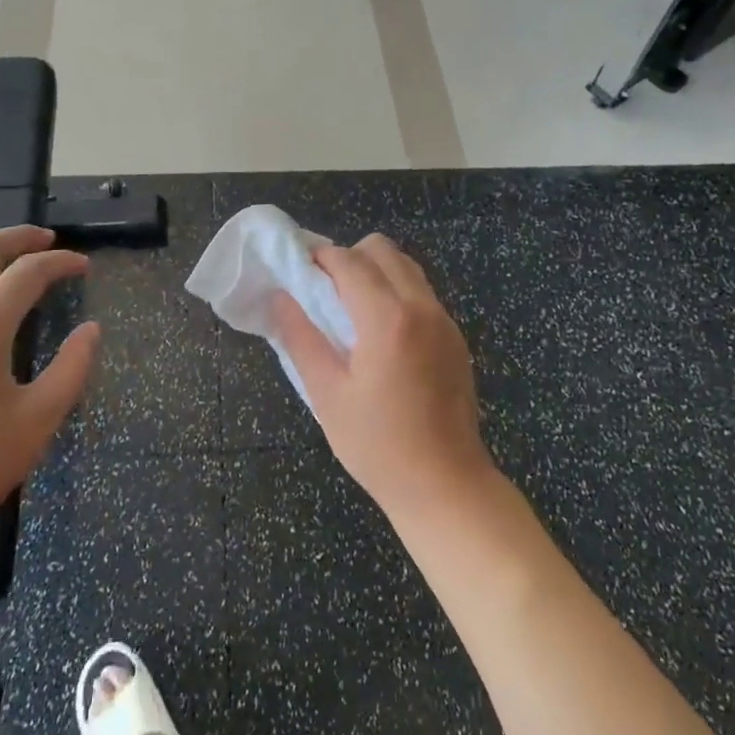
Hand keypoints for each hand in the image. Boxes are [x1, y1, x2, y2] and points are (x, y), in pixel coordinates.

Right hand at [274, 235, 495, 521]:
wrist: (446, 485)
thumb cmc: (378, 446)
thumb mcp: (327, 395)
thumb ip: (301, 338)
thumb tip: (280, 298)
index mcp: (387, 319)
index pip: (349, 262)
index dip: (320, 258)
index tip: (298, 270)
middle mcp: (421, 307)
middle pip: (382, 249)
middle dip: (349, 257)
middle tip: (325, 291)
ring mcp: (444, 320)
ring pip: (406, 266)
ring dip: (375, 271)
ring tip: (352, 308)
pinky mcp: (455, 336)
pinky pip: (421, 291)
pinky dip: (396, 290)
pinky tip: (381, 331)